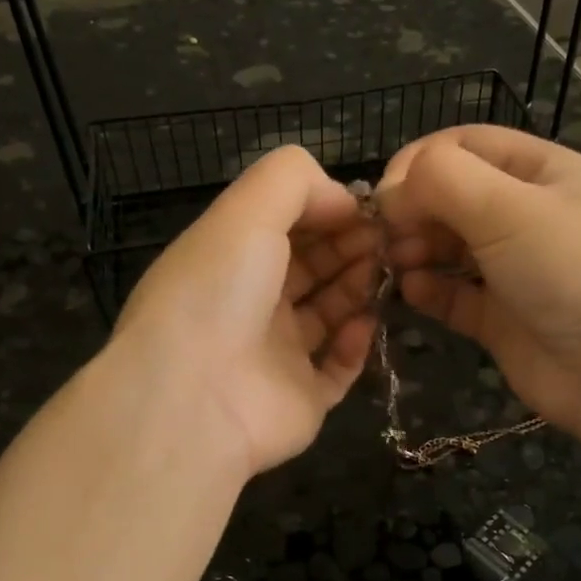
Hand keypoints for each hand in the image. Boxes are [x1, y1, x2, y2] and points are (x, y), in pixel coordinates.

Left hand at [113, 145, 378, 476]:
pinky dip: (356, 344)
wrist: (195, 398)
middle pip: (310, 267)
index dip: (324, 211)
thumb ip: (294, 181)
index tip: (365, 207)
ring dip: (357, 288)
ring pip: (328, 314)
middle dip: (348, 246)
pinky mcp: (301, 399)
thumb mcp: (247, 210)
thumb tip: (342, 199)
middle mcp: (250, 305)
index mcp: (229, 259)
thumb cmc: (219, 291)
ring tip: (383, 272)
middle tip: (385, 239)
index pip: (284, 226)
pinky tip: (365, 323)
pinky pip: (338, 369)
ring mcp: (275, 356)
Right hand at [380, 126, 580, 477]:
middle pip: (451, 196)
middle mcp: (526, 214)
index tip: (384, 196)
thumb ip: (442, 180)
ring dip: (415, 249)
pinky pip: (454, 294)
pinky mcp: (501, 318)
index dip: (418, 163)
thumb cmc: (572, 271)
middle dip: (413, 211)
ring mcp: (513, 269)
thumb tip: (391, 191)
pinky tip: (414, 292)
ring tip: (396, 264)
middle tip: (385, 238)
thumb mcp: (509, 207)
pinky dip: (430, 290)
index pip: (464, 146)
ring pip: (448, 246)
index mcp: (540, 171)